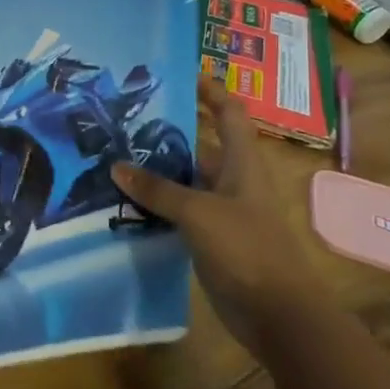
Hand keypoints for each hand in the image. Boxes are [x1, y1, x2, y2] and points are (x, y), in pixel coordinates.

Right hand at [113, 77, 329, 349]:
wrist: (278, 314)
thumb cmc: (246, 249)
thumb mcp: (198, 213)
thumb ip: (157, 189)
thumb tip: (116, 166)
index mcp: (241, 163)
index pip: (229, 112)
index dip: (209, 90)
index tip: (179, 73)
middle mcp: (232, 180)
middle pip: (199, 144)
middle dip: (165, 131)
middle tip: (123, 120)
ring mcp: (221, 211)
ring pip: (184, 180)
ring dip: (154, 171)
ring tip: (111, 156)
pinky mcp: (209, 238)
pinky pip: (177, 211)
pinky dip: (154, 205)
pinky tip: (123, 202)